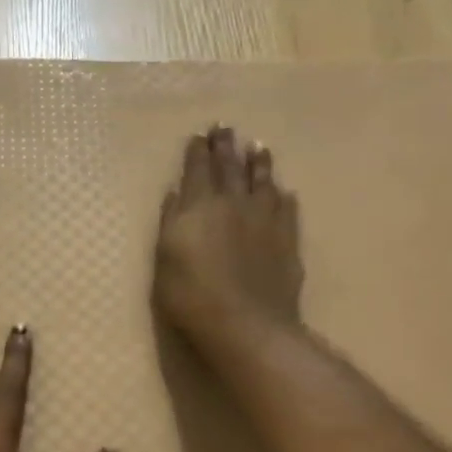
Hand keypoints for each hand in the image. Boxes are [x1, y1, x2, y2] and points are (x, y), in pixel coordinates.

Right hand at [154, 125, 303, 350]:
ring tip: (258, 146)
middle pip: (230, 168)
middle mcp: (234, 204)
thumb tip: (176, 193)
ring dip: (259, 162)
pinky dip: (283, 197)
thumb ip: (171, 221)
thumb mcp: (165, 259)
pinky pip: (287, 209)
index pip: (198, 170)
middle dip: (226, 147)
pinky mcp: (287, 240)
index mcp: (200, 206)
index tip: (200, 135)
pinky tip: (285, 191)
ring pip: (263, 182)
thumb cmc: (191, 295)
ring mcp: (265, 220)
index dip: (198, 151)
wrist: (246, 324)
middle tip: (226, 127)